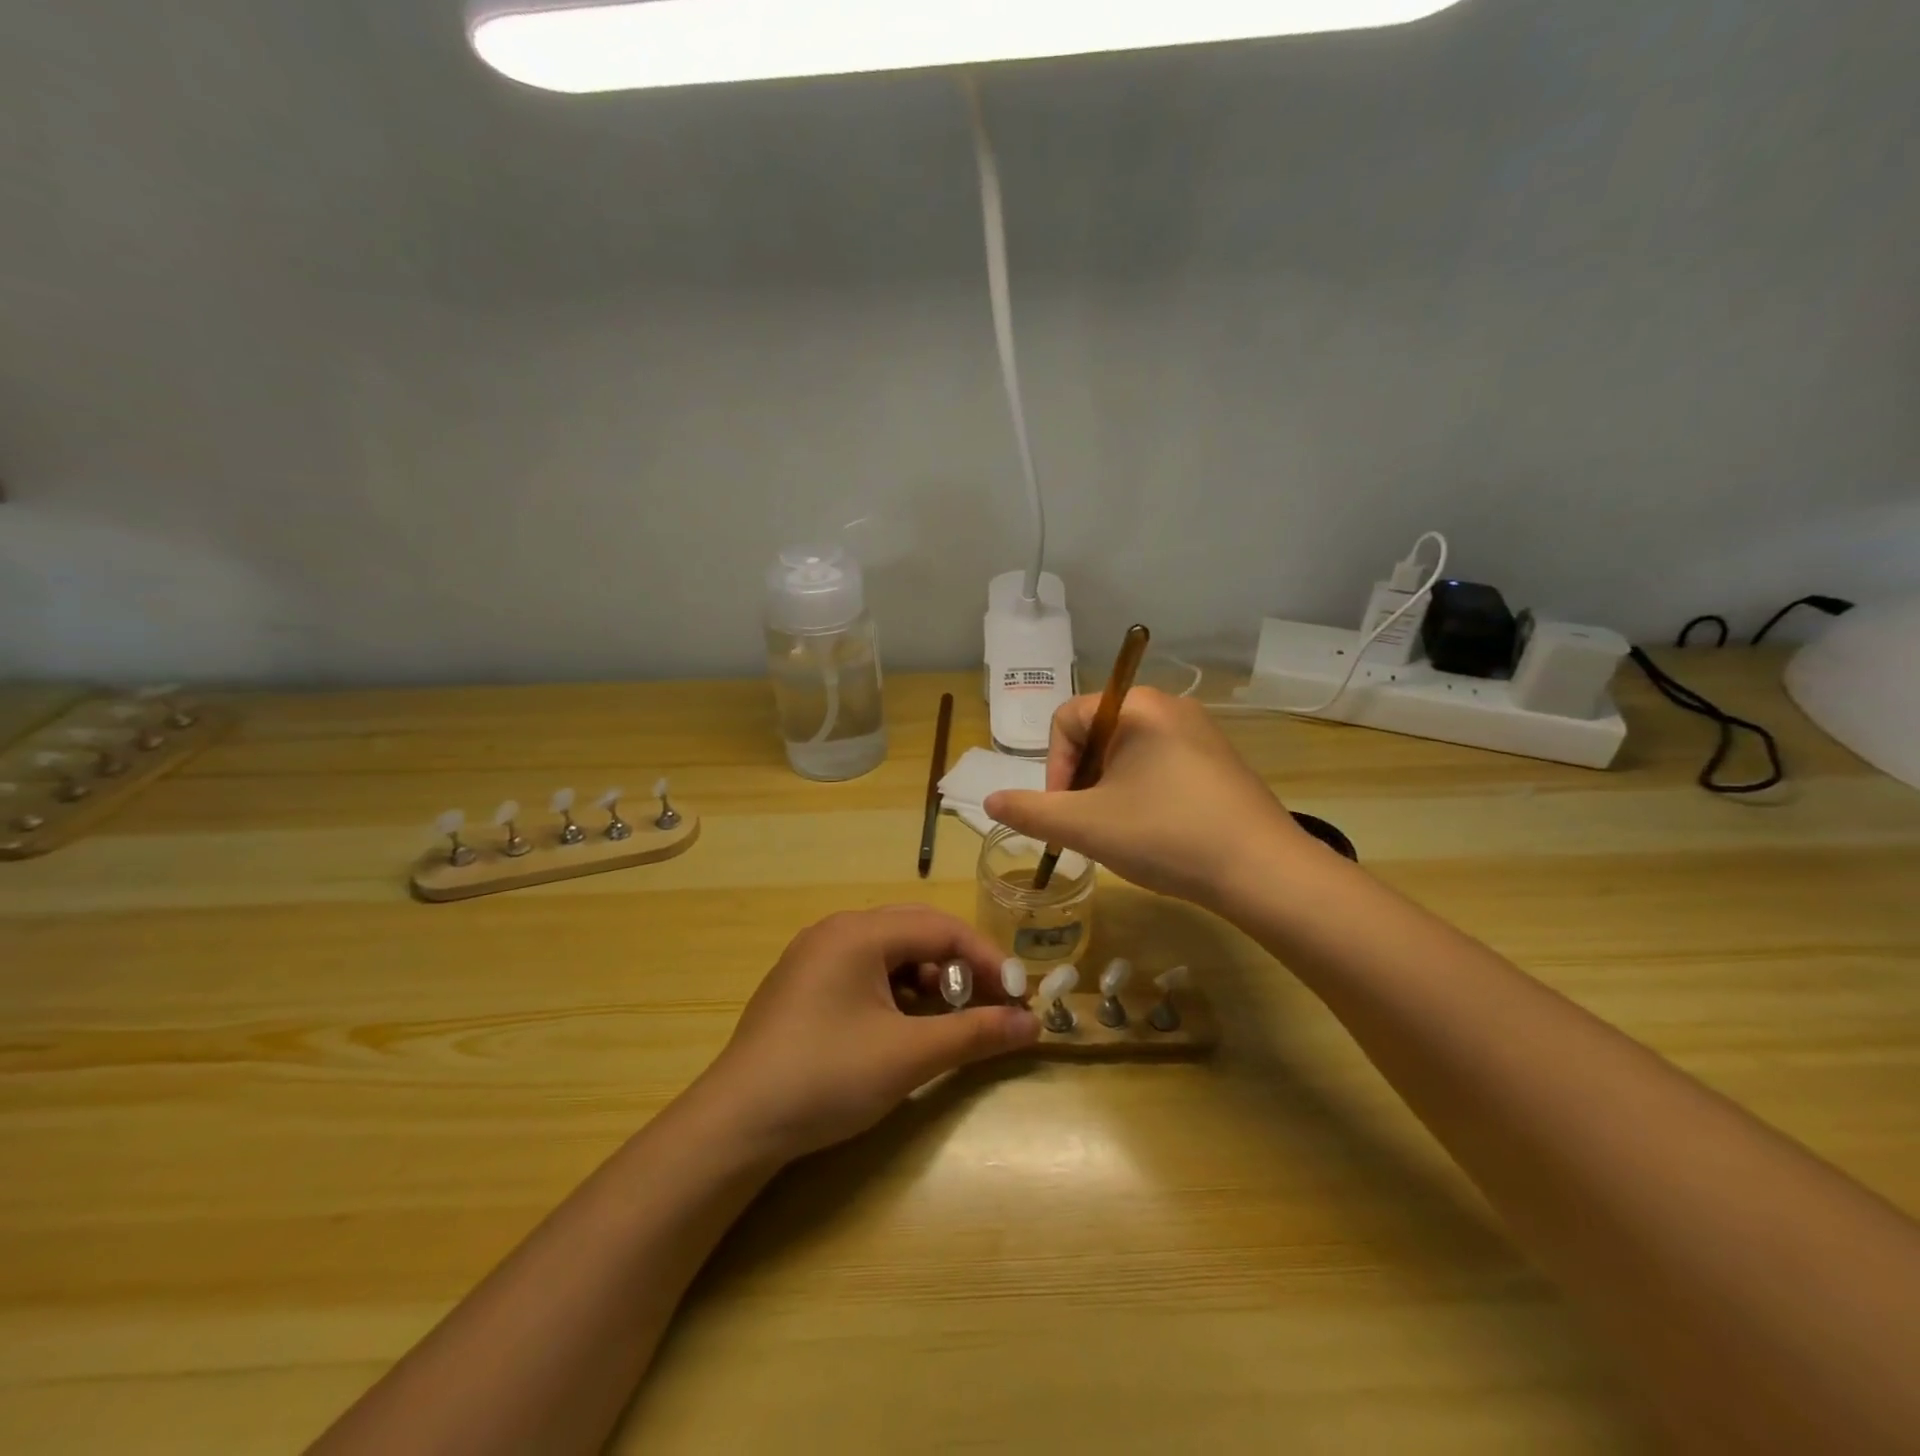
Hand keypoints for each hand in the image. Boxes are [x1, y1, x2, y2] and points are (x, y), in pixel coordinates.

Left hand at [690, 906, 1039, 1163]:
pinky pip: (865, 970)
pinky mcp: (804, 984)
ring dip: (928, 978)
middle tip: (990, 1002)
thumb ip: (975, 1033)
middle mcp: (836, 930)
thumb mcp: (909, 1056)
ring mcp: (815, 956)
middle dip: (959, 966)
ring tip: (949, 1017)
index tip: (1019, 995)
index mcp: (859, 931)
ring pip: (890, 951)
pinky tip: (905, 1025)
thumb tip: (1033, 1024)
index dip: (986, 959)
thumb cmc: (827, 1077)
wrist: (736, 1124)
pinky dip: (896, 991)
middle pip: (916, 931)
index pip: (941, 928)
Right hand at [985, 687, 1310, 908]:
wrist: (1264, 872)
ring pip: (1129, 753)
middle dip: (1082, 780)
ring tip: (1121, 831)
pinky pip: (1161, 764)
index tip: (1065, 812)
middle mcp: (1170, 706)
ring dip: (1109, 789)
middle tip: (1089, 824)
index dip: (1053, 767)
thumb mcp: (1085, 826)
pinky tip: (1155, 830)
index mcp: (1137, 706)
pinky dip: (1142, 792)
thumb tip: (989, 800)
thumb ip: (1030, 811)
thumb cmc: (1165, 835)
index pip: (1066, 719)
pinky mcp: (1219, 761)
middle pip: (1097, 734)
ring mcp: (1200, 732)